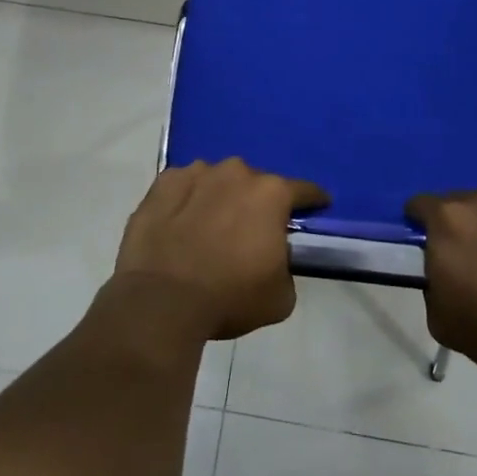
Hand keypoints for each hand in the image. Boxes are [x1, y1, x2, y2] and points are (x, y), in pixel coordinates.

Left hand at [117, 160, 328, 340]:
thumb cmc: (229, 297)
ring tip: (210, 228)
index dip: (313, 201)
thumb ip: (286, 265)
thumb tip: (274, 257)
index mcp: (271, 194)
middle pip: (256, 183)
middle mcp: (236, 172)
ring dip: (220, 198)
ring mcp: (196, 173)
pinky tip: (181, 224)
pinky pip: (184, 187)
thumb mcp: (281, 296)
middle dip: (257, 203)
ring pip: (218, 180)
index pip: (304, 190)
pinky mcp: (163, 183)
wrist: (160, 302)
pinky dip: (187, 201)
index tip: (317, 208)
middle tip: (250, 232)